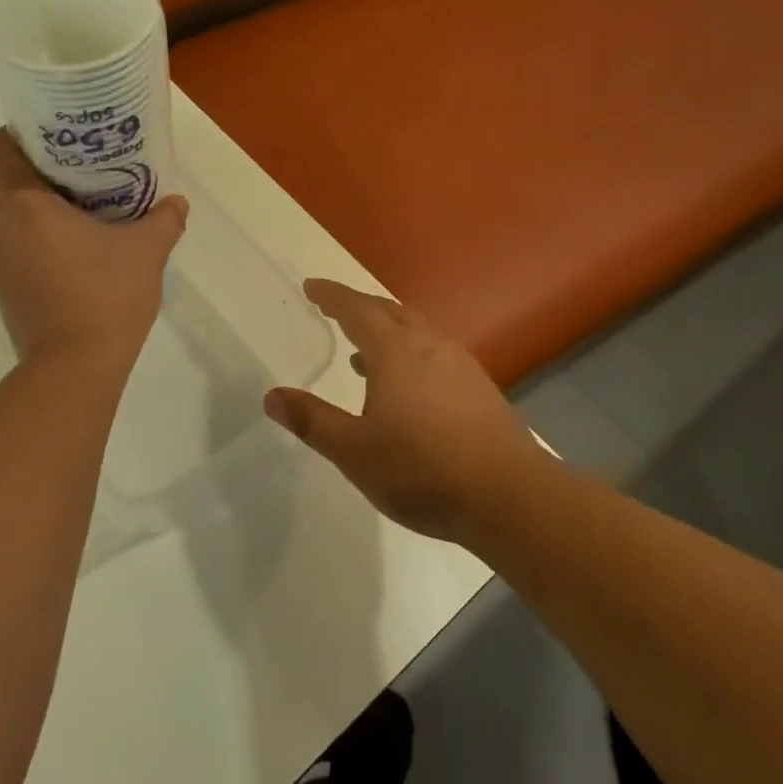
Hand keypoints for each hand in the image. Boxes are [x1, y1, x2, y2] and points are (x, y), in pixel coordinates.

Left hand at [0, 128, 187, 372]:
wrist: (74, 366)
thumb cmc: (106, 295)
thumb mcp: (146, 251)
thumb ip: (163, 219)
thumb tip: (177, 202)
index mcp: (26, 206)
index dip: (11, 136)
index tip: (43, 133)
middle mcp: (1, 229)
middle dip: (19, 168)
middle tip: (61, 165)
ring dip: (22, 204)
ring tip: (67, 202)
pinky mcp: (4, 289)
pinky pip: (8, 246)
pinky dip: (26, 235)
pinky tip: (66, 244)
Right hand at [263, 279, 549, 543]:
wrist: (510, 496)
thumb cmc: (422, 471)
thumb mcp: (354, 452)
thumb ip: (312, 421)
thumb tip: (272, 397)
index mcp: (395, 353)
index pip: (356, 310)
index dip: (331, 296)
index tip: (311, 287)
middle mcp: (429, 346)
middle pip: (389, 312)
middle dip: (358, 307)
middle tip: (334, 310)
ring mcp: (460, 364)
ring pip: (416, 331)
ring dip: (386, 331)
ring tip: (361, 353)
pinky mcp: (479, 387)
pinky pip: (435, 352)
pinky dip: (410, 353)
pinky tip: (406, 387)